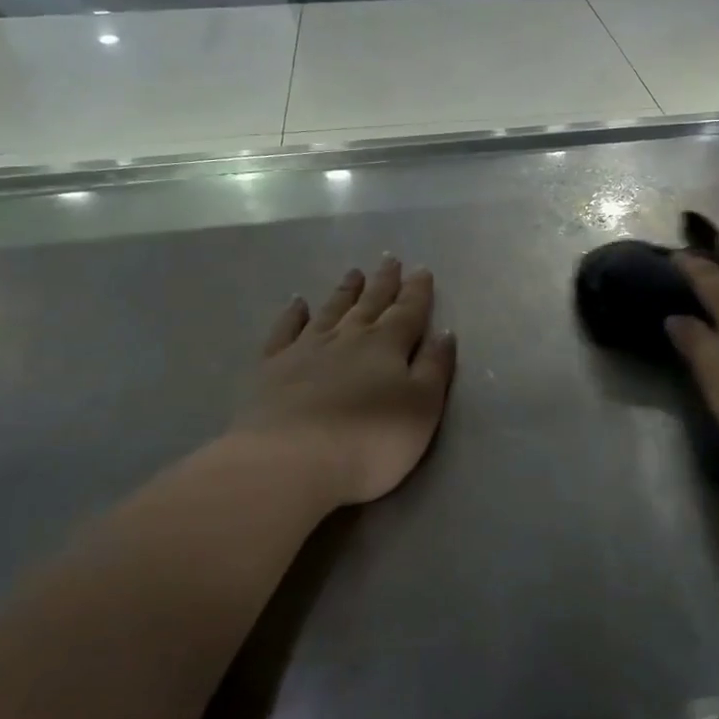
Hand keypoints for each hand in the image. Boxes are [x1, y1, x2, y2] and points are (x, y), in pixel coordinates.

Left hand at [235, 258, 457, 506]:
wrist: (293, 459)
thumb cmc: (371, 439)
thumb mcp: (422, 407)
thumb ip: (434, 368)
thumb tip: (444, 333)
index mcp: (388, 346)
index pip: (408, 312)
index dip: (417, 292)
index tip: (422, 270)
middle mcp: (348, 338)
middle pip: (370, 304)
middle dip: (383, 282)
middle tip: (390, 259)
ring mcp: (307, 349)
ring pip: (331, 311)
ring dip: (345, 292)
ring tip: (354, 273)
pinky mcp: (274, 367)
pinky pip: (286, 331)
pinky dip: (293, 315)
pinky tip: (298, 303)